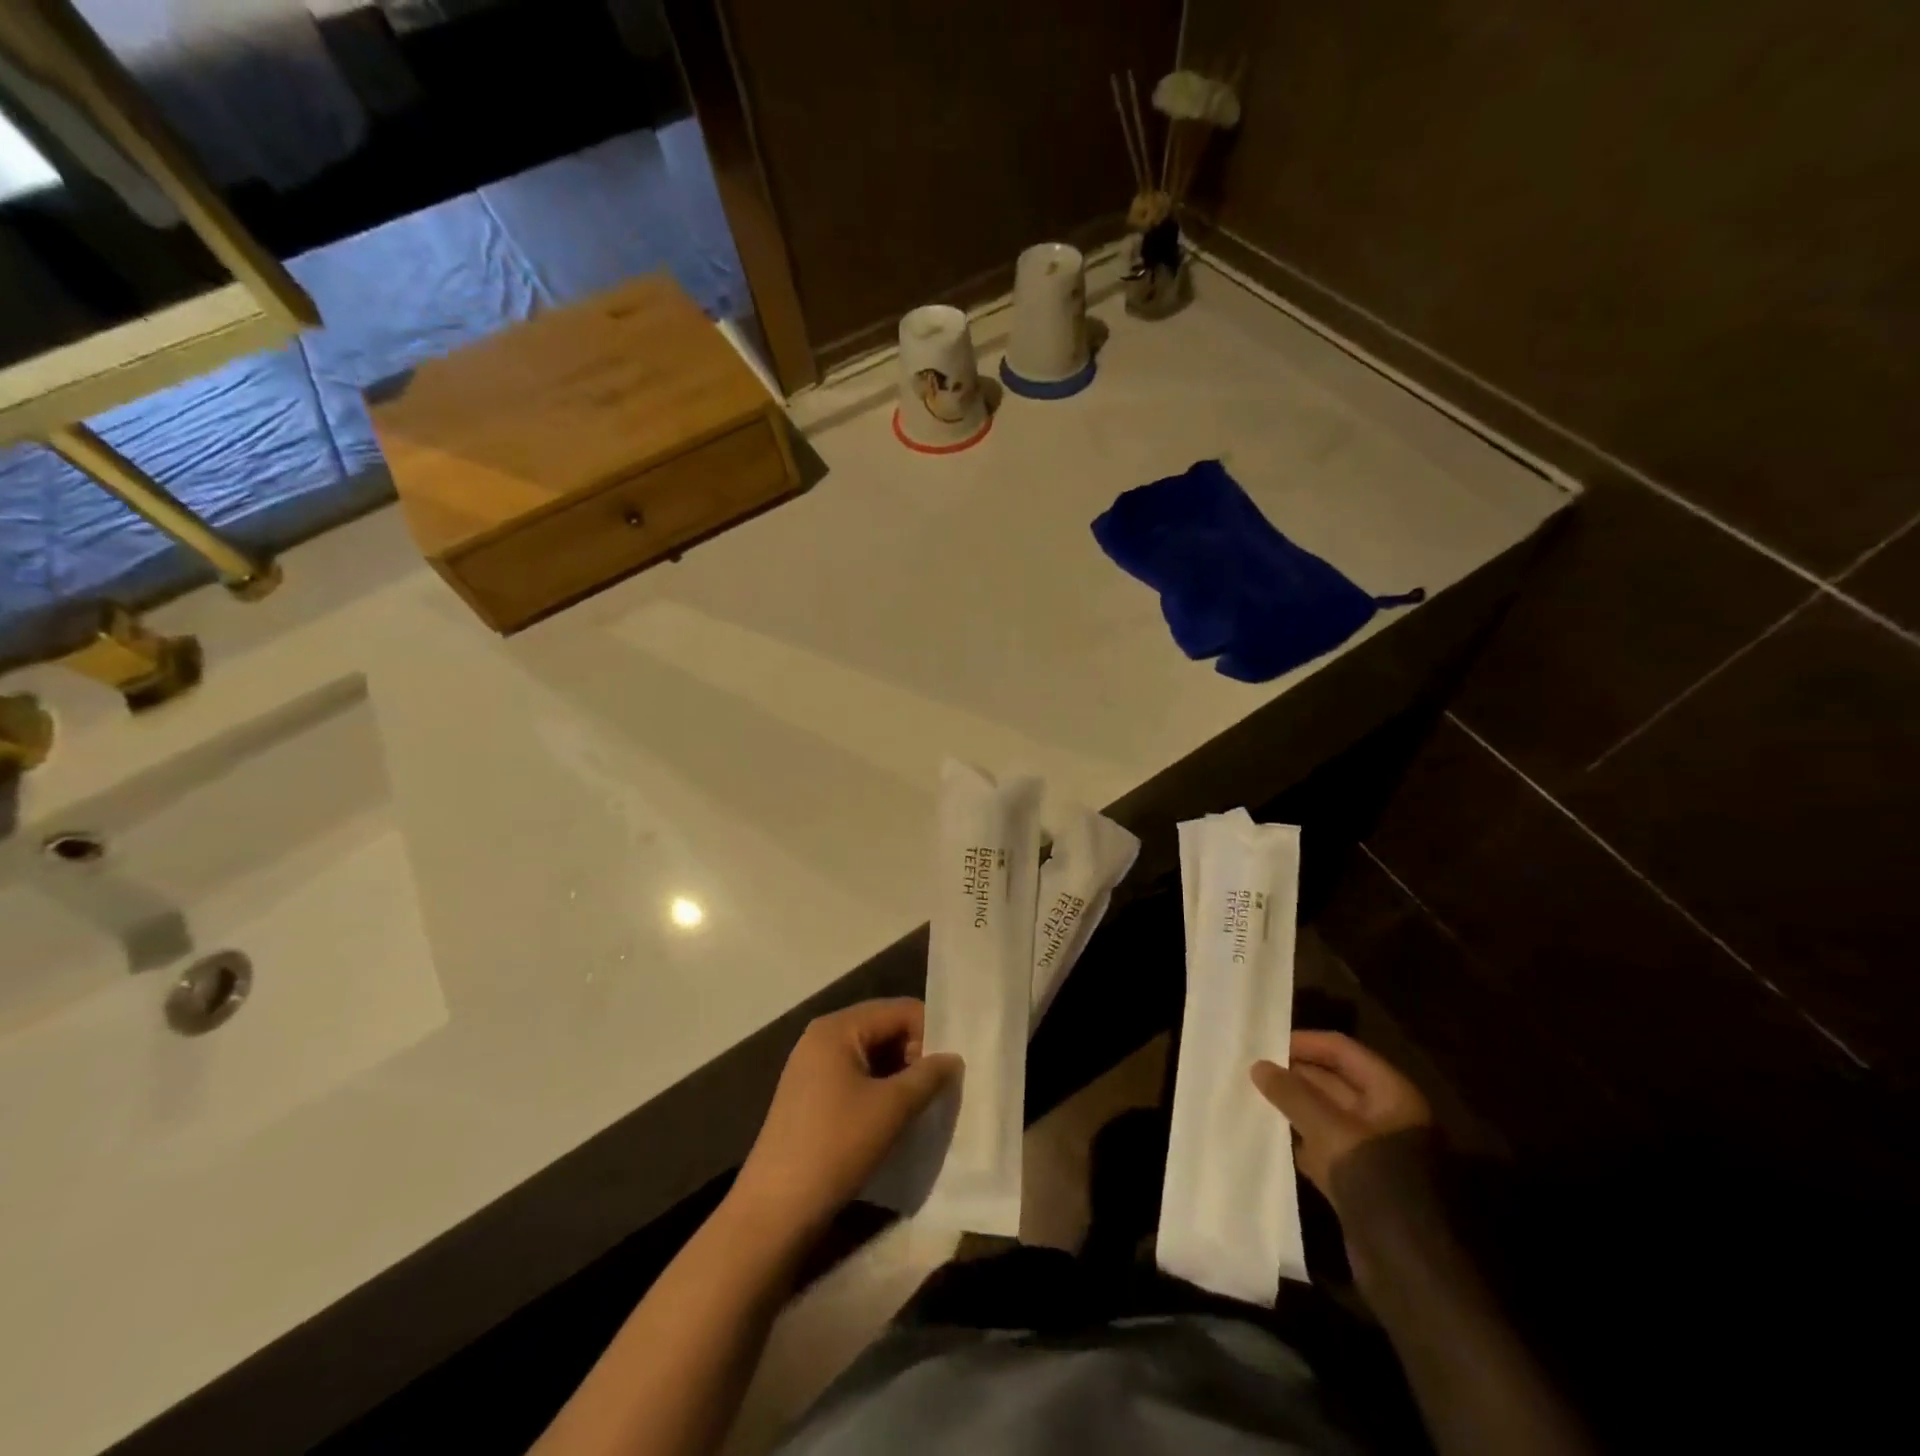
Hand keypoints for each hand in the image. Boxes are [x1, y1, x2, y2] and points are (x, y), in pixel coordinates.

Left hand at [733, 999, 960, 1236]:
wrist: (775, 1209)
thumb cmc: (835, 1146)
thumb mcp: (891, 1108)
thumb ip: (928, 1076)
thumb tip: (953, 1058)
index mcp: (838, 1028)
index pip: (898, 1011)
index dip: (931, 1032)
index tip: (954, 1065)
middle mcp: (822, 1037)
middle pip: (884, 1029)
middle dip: (916, 1053)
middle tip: (943, 1086)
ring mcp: (812, 1067)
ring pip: (871, 1055)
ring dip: (900, 1074)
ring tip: (926, 1103)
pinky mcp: (810, 1096)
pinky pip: (855, 1076)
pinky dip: (880, 1089)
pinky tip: (897, 1116)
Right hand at [1251, 1031, 1431, 1209]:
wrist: (1410, 1269)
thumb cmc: (1376, 1181)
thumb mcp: (1330, 1130)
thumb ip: (1292, 1094)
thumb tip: (1258, 1065)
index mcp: (1391, 1094)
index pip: (1342, 1051)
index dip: (1305, 1044)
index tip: (1265, 1045)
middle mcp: (1384, 1116)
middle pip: (1333, 1081)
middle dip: (1294, 1075)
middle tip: (1251, 1071)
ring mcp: (1372, 1150)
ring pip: (1325, 1115)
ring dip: (1292, 1107)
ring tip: (1252, 1097)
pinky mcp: (1358, 1181)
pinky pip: (1323, 1146)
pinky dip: (1298, 1139)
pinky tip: (1268, 1136)